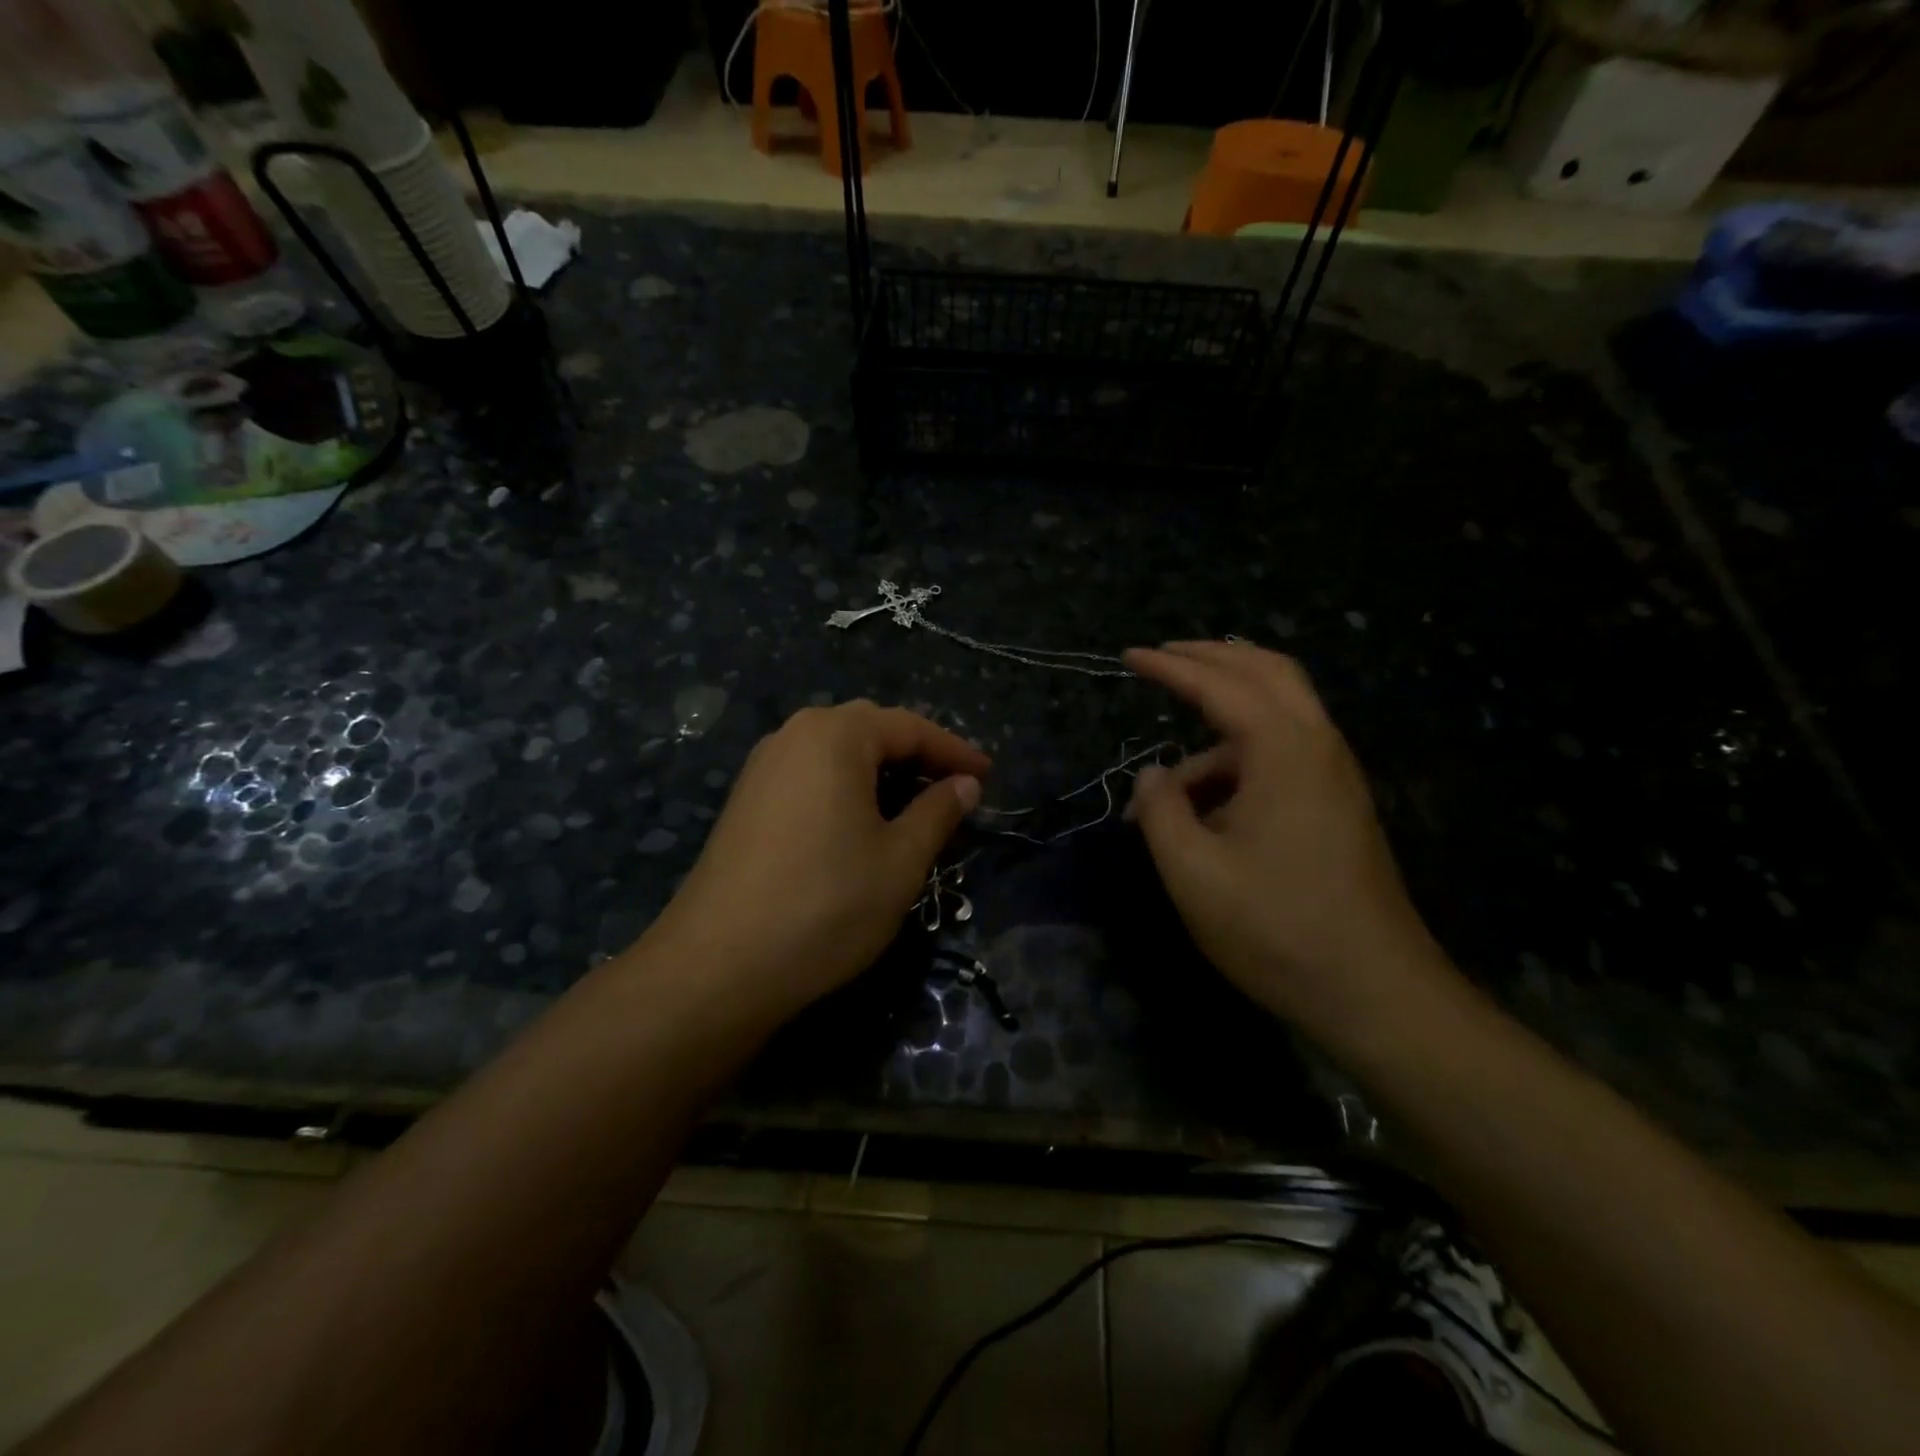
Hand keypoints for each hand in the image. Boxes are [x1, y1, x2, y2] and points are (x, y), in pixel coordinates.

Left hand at [647, 701, 988, 1019]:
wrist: (719, 965)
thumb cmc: (826, 904)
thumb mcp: (901, 860)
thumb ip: (938, 812)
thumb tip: (965, 784)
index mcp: (835, 735)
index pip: (910, 727)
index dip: (954, 751)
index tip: (989, 777)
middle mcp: (794, 735)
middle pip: (870, 730)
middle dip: (917, 755)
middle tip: (954, 788)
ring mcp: (762, 766)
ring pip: (836, 752)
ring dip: (880, 771)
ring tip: (913, 805)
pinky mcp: (745, 800)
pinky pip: (809, 774)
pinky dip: (845, 787)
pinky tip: (859, 822)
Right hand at [1124, 641, 1444, 1035]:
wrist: (1376, 993)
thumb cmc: (1276, 928)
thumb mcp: (1193, 872)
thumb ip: (1161, 811)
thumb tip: (1152, 776)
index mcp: (1284, 750)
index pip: (1219, 684)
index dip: (1170, 666)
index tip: (1129, 656)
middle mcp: (1318, 746)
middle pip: (1267, 672)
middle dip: (1211, 658)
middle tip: (1164, 657)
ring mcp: (1336, 776)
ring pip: (1278, 714)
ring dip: (1220, 726)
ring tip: (1167, 790)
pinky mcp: (1338, 805)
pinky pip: (1284, 753)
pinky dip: (1239, 759)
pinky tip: (1205, 810)